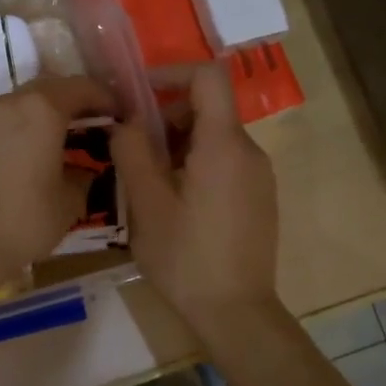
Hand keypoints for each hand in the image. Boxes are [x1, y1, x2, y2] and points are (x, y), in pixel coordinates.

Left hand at [0, 74, 116, 293]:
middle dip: (77, 101)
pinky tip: (37, 150)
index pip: (82, 88)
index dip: (106, 98)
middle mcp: (12, 102)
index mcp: (43, 109)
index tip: (120, 115)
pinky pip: (7, 118)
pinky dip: (27, 124)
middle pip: (52, 87)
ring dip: (49, 111)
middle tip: (97, 123)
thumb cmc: (26, 220)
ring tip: (67, 137)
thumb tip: (87, 166)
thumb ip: (85, 173)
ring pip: (26, 100)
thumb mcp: (71, 200)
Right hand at [110, 63, 278, 329]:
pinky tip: (174, 201)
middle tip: (133, 148)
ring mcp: (259, 175)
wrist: (237, 313)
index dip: (172, 72)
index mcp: (224, 144)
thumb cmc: (187, 258)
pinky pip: (226, 160)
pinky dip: (197, 162)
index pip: (208, 76)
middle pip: (208, 107)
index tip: (138, 93)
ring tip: (148, 179)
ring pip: (215, 136)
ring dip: (178, 143)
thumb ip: (132, 151)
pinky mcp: (260, 196)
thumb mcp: (146, 204)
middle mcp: (249, 150)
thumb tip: (125, 120)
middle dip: (167, 116)